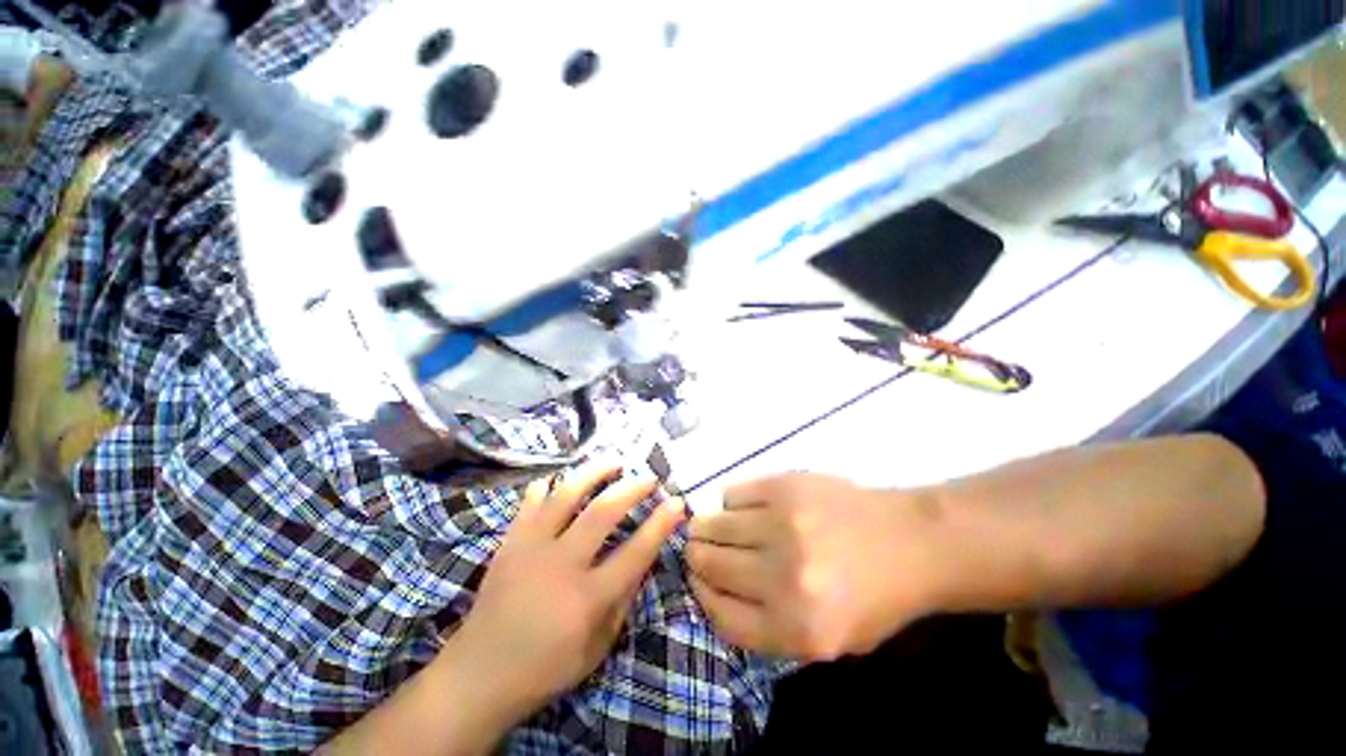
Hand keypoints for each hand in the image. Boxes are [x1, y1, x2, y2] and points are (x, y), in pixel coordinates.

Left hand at [448, 462, 685, 723]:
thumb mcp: (597, 647)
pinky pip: (531, 499)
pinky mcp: (510, 541)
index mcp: (586, 599)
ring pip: (566, 494)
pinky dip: (549, 484)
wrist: (477, 675)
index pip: (635, 553)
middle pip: (602, 512)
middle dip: (632, 488)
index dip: (661, 524)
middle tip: (649, 477)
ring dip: (594, 472)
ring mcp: (531, 547)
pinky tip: (562, 480)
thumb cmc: (545, 668)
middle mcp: (560, 565)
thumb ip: (623, 601)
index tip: (678, 502)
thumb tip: (642, 559)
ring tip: (614, 463)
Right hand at [686, 472, 941, 660]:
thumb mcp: (827, 640)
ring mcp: (783, 524)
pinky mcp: (785, 486)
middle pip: (710, 564)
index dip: (701, 596)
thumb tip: (713, 591)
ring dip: (706, 527)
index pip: (720, 614)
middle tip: (697, 549)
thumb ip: (767, 628)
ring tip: (710, 526)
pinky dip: (730, 502)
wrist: (910, 542)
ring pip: (714, 524)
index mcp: (796, 628)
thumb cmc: (872, 597)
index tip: (697, 581)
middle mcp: (784, 577)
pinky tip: (742, 507)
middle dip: (697, 557)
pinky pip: (733, 493)